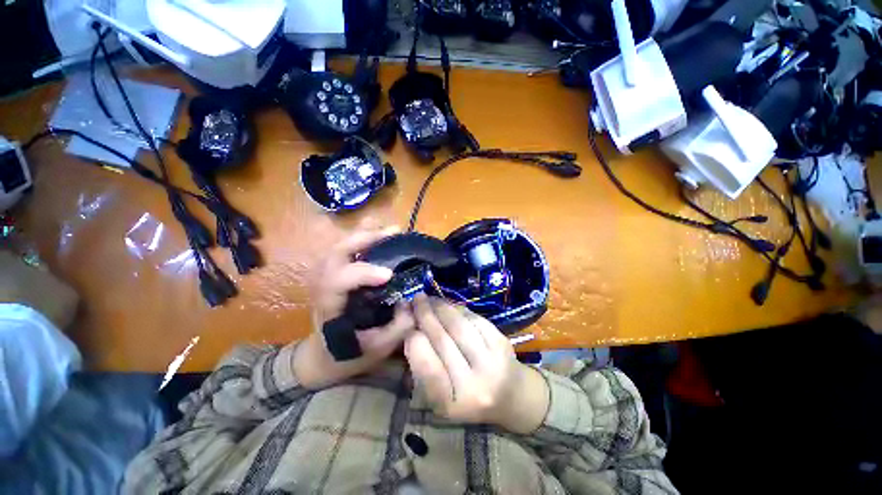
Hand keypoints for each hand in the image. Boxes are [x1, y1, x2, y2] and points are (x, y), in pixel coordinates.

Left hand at [294, 226, 414, 388]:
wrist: (323, 356)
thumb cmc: (349, 354)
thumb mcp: (377, 349)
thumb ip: (398, 327)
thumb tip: (413, 299)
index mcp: (329, 306)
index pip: (338, 281)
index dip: (362, 273)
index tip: (389, 274)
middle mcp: (322, 285)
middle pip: (336, 253)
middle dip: (365, 239)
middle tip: (394, 232)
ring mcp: (326, 276)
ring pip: (340, 246)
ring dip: (364, 234)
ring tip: (389, 229)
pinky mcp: (334, 273)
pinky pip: (345, 249)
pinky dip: (361, 239)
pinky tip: (378, 235)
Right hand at [404, 294, 548, 433]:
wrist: (511, 395)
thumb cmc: (468, 398)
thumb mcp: (440, 396)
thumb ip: (424, 368)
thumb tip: (409, 330)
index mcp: (452, 404)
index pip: (429, 368)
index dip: (415, 343)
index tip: (407, 326)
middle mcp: (474, 385)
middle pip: (443, 340)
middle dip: (425, 316)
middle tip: (415, 300)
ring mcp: (491, 362)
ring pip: (458, 326)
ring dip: (441, 307)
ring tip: (429, 299)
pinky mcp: (502, 343)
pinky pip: (474, 319)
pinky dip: (458, 309)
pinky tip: (448, 305)